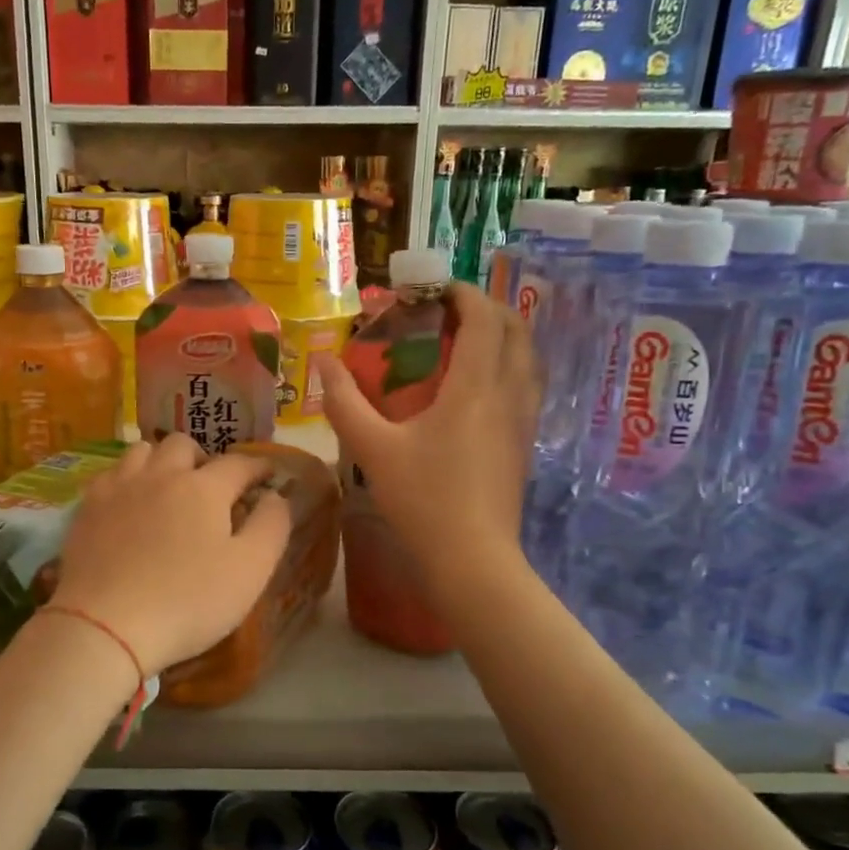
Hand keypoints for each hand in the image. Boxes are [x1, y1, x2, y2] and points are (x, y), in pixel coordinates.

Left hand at [47, 436, 291, 677]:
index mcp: (204, 488)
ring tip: (166, 487)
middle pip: (184, 445)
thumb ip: (271, 526)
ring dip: (161, 461)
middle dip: (203, 458)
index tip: (267, 475)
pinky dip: (126, 479)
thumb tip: (275, 495)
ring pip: (142, 451)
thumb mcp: (250, 571)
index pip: (239, 463)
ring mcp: (119, 487)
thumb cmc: (188, 602)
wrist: (106, 625)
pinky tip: (128, 503)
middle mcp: (161, 475)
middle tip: (210, 486)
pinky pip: (109, 474)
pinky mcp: (87, 507)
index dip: (257, 467)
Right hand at [320, 284, 539, 580]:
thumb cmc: (422, 499)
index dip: (462, 293)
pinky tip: (477, 387)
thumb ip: (344, 402)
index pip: (483, 317)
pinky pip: (525, 384)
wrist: (473, 559)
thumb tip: (322, 362)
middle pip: (515, 329)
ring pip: (527, 357)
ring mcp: (523, 420)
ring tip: (464, 341)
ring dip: (502, 335)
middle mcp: (508, 394)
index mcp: (475, 387)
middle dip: (485, 308)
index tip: (433, 290)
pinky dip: (507, 365)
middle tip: (447, 312)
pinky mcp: (524, 443)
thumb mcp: (372, 449)